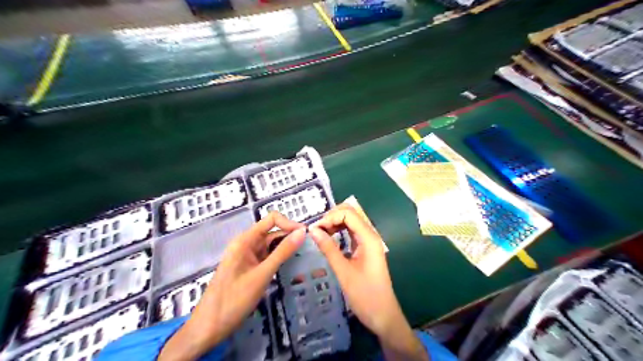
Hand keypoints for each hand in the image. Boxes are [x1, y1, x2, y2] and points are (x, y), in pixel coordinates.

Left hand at [156, 211, 304, 360]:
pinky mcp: (250, 267)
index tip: (305, 235)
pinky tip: (290, 266)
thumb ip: (282, 252)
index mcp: (245, 240)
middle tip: (309, 249)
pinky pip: (268, 257)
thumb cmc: (233, 300)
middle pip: (273, 232)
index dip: (289, 223)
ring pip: (272, 245)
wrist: (209, 327)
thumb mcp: (262, 274)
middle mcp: (247, 244)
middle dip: (290, 237)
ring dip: (286, 248)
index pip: (272, 219)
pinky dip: (279, 259)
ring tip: (304, 257)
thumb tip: (302, 232)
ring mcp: (248, 256)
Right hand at [310, 205, 428, 359]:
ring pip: (350, 222)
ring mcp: (368, 242)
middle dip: (332, 217)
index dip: (330, 217)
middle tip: (316, 231)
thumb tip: (312, 230)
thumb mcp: (343, 272)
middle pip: (350, 214)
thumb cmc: (365, 295)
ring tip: (320, 234)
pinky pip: (351, 233)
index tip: (314, 229)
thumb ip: (328, 248)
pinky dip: (339, 231)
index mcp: (368, 238)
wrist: (383, 315)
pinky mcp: (365, 249)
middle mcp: (370, 235)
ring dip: (334, 223)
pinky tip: (329, 239)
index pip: (348, 214)